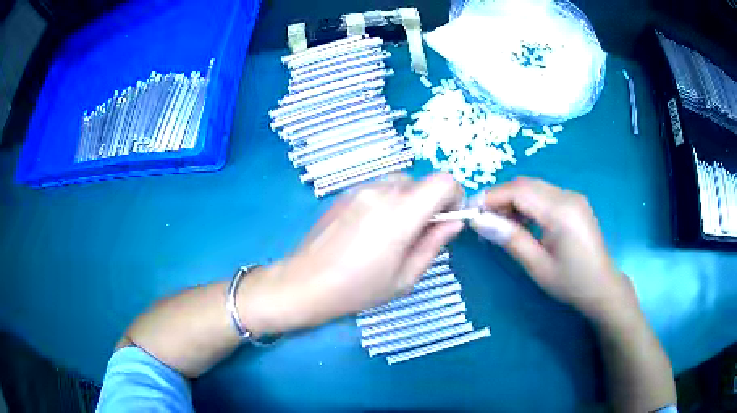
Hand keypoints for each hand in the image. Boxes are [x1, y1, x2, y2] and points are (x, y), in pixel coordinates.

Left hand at [239, 173, 464, 335]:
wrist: (304, 283)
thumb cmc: (357, 289)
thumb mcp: (405, 277)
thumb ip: (434, 244)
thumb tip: (453, 223)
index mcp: (401, 213)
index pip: (443, 181)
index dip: (454, 196)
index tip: (448, 218)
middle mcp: (381, 191)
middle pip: (422, 182)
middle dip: (430, 203)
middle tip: (418, 234)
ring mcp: (360, 189)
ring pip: (400, 183)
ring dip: (408, 202)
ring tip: (392, 234)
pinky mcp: (345, 193)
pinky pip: (378, 188)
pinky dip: (387, 201)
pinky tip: (370, 230)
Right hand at [470, 177, 635, 323]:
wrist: (602, 287)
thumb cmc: (571, 282)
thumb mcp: (537, 266)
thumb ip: (510, 239)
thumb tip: (478, 220)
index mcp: (561, 212)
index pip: (519, 191)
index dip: (492, 196)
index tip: (470, 212)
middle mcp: (568, 196)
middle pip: (525, 184)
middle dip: (500, 197)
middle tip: (482, 220)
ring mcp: (572, 197)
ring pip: (534, 188)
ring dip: (512, 200)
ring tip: (499, 224)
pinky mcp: (573, 202)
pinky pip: (544, 195)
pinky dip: (527, 204)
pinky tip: (520, 222)